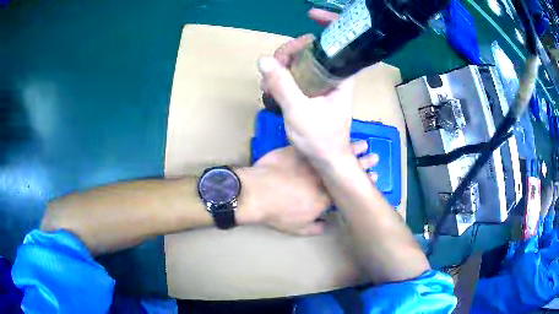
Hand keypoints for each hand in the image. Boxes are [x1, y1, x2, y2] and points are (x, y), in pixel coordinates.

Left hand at [240, 142, 377, 235]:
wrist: (258, 193)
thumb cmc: (278, 213)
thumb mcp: (297, 228)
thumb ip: (314, 228)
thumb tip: (326, 226)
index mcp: (325, 197)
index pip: (348, 188)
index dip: (361, 182)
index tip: (374, 176)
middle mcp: (322, 177)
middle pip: (346, 168)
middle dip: (363, 163)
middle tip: (375, 157)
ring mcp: (310, 161)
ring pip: (334, 153)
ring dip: (350, 148)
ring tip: (363, 143)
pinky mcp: (296, 151)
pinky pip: (314, 143)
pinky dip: (325, 140)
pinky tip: (332, 135)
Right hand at [258, 9, 352, 163]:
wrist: (325, 160)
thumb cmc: (320, 139)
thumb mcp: (299, 112)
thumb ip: (282, 84)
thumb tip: (264, 59)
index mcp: (341, 77)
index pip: (340, 42)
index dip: (330, 23)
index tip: (311, 15)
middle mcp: (334, 75)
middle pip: (312, 48)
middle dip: (290, 51)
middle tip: (272, 67)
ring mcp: (322, 82)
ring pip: (301, 60)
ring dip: (281, 66)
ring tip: (269, 85)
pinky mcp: (312, 90)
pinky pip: (296, 73)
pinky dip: (282, 76)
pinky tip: (271, 89)